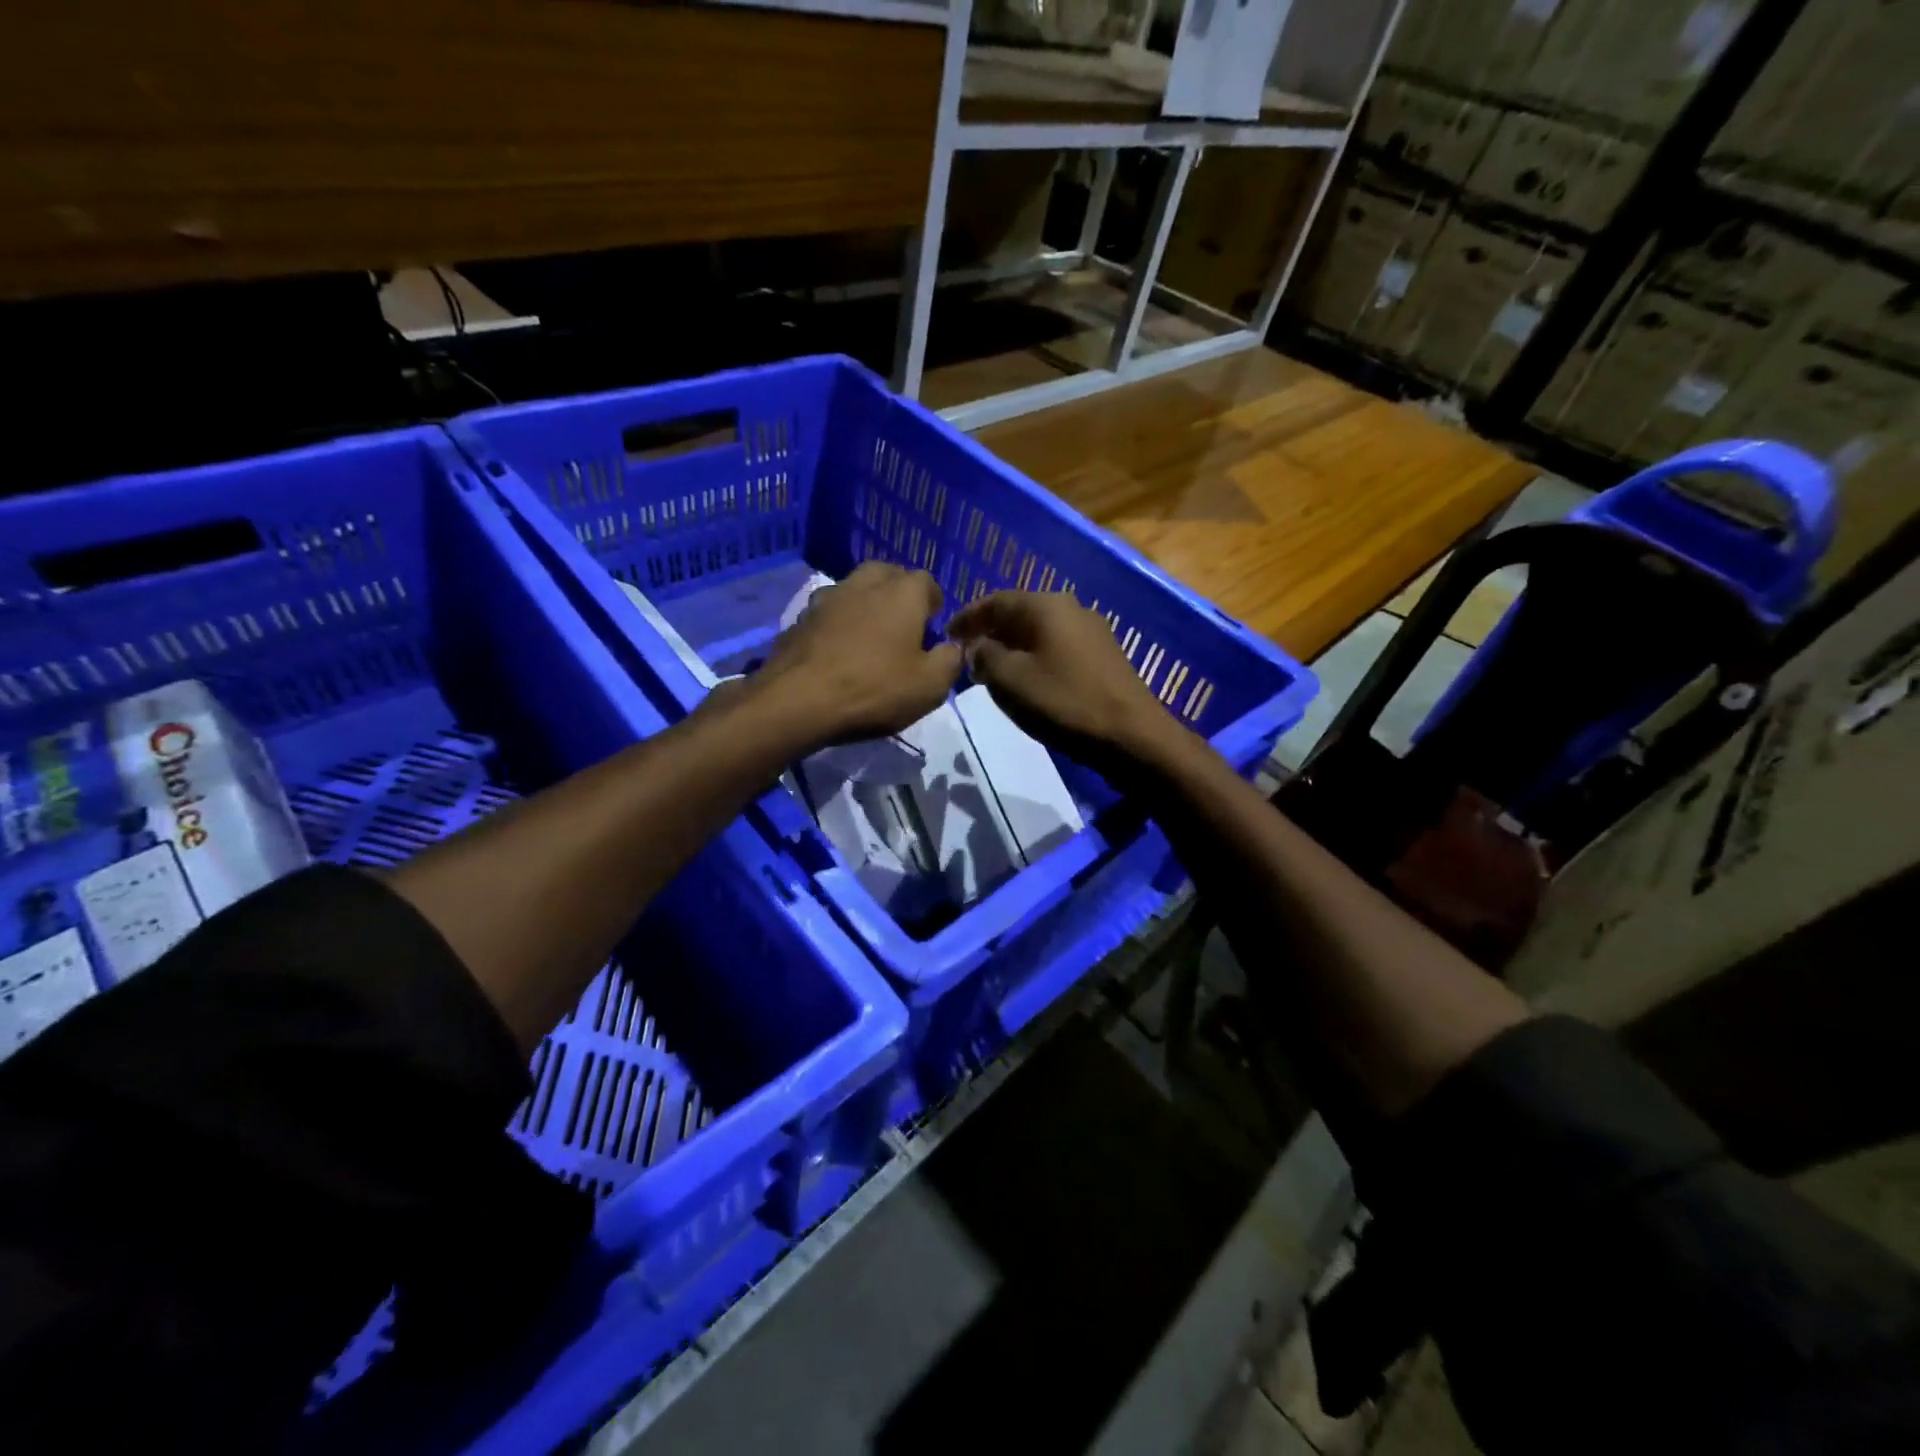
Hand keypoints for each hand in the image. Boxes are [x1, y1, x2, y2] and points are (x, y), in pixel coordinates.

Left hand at [749, 562, 961, 746]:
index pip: (926, 581)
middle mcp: (863, 584)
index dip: (933, 602)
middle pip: (886, 574)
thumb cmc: (875, 689)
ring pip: (853, 590)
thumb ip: (949, 661)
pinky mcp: (799, 620)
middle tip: (903, 623)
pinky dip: (837, 625)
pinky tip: (838, 652)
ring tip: (869, 636)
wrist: (798, 701)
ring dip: (864, 605)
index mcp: (902, 593)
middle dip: (898, 592)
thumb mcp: (930, 685)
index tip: (933, 624)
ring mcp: (826, 598)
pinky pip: (828, 614)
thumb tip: (952, 647)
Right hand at [946, 591, 1188, 779]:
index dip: (968, 617)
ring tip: (991, 669)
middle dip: (990, 631)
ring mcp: (1091, 632)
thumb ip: (984, 656)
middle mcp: (1071, 608)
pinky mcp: (1103, 656)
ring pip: (1039, 632)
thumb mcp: (1010, 680)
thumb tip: (977, 647)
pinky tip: (1027, 679)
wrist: (1130, 734)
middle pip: (1019, 613)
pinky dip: (1034, 657)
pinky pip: (1057, 647)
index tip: (946, 635)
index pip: (995, 601)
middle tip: (966, 653)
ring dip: (1012, 646)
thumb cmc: (1064, 702)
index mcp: (1046, 605)